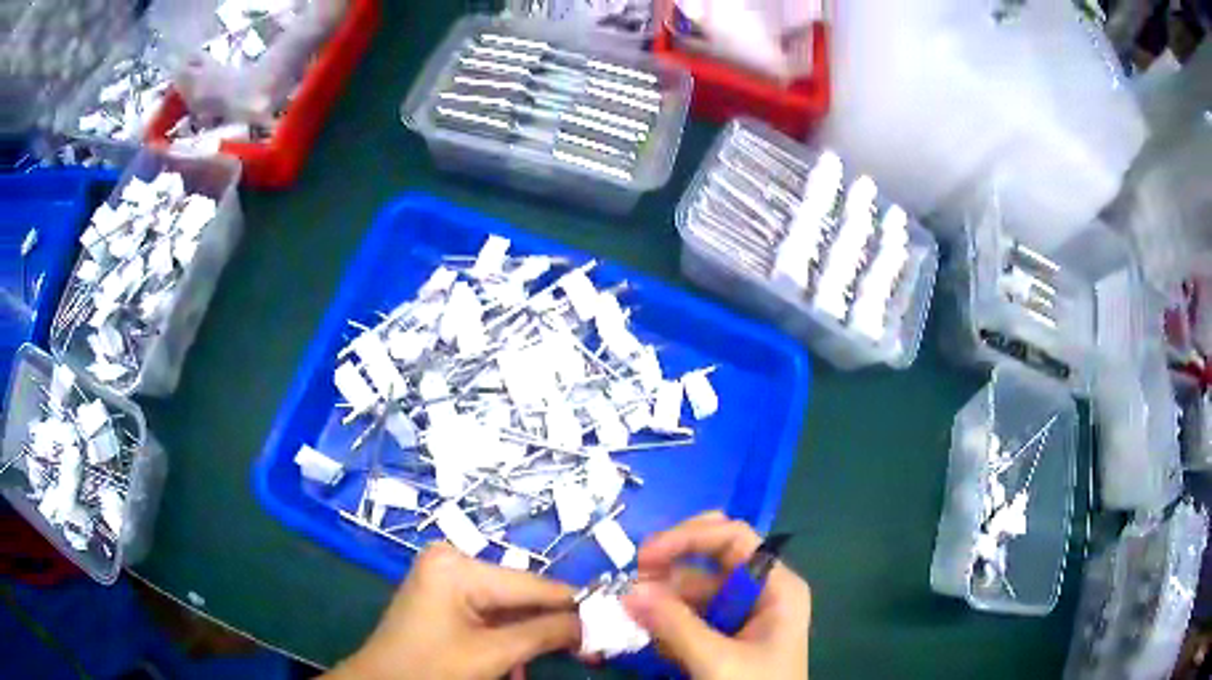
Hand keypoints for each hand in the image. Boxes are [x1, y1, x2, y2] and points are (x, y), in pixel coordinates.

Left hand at [327, 542, 580, 679]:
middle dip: (554, 625)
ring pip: (509, 607)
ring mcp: (446, 577)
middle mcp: (452, 560)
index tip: (613, 623)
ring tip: (564, 657)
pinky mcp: (445, 595)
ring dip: (534, 636)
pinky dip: (510, 637)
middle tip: (591, 650)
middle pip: (522, 594)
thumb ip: (545, 634)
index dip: (576, 606)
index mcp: (457, 565)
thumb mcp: (492, 654)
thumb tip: (595, 623)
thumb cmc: (431, 669)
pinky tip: (520, 662)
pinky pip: (490, 613)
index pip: (533, 584)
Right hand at [622, 511, 810, 679]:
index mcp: (776, 587)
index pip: (733, 538)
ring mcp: (739, 616)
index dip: (687, 537)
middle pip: (710, 559)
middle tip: (632, 581)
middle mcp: (759, 592)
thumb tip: (629, 590)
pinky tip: (641, 633)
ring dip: (658, 598)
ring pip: (692, 590)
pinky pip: (687, 617)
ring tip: (626, 615)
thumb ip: (675, 626)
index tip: (642, 557)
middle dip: (669, 566)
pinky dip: (662, 621)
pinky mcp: (722, 638)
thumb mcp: (718, 662)